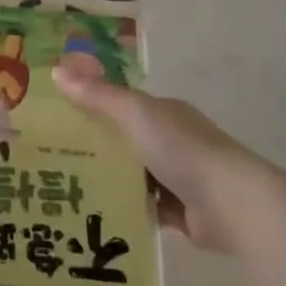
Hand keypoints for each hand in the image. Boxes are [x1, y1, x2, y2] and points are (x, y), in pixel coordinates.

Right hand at [52, 63, 276, 252]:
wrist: (231, 204)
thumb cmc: (181, 149)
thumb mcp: (134, 114)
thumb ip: (98, 95)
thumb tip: (56, 71)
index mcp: (166, 112)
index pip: (125, 105)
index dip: (94, 107)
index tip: (59, 118)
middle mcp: (174, 141)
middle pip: (128, 141)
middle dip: (98, 148)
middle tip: (54, 157)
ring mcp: (180, 177)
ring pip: (136, 176)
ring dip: (112, 181)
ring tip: (68, 187)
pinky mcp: (183, 212)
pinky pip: (147, 208)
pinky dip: (128, 209)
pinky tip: (99, 213)